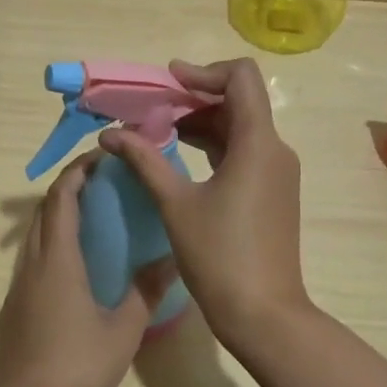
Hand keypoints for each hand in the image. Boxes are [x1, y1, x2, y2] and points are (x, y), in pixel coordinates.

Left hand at [0, 151, 174, 386]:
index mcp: (57, 261)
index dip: (77, 172)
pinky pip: (31, 258)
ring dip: (57, 215)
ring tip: (90, 215)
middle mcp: (32, 265)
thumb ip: (146, 291)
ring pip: (34, 235)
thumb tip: (172, 259)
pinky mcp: (13, 308)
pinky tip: (74, 262)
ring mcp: (18, 287)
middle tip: (100, 181)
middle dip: (67, 187)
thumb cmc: (78, 366)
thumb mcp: (123, 330)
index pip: (61, 199)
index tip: (100, 157)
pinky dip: (50, 242)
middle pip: (43, 211)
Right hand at [99, 58, 309, 350]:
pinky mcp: (272, 191)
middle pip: (238, 101)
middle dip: (194, 98)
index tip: (168, 82)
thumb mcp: (175, 204)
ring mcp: (276, 172)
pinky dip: (213, 145)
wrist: (264, 314)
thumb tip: (110, 134)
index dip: (204, 72)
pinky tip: (179, 157)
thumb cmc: (219, 256)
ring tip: (157, 132)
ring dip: (201, 122)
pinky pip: (243, 152)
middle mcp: (274, 149)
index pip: (241, 78)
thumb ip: (144, 160)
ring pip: (240, 127)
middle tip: (152, 109)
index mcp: (258, 143)